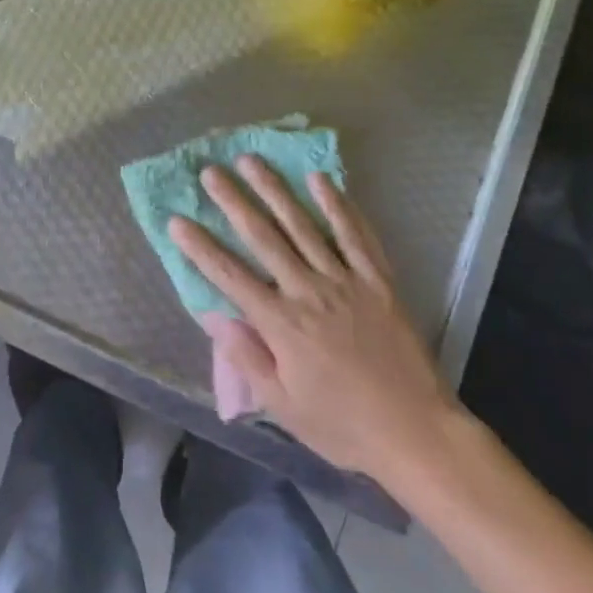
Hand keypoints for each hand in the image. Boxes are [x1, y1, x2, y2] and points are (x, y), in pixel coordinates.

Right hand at [168, 158, 462, 482]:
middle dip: (233, 202)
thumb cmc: (343, 426)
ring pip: (303, 225)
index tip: (177, 220)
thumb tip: (216, 317)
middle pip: (264, 238)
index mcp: (282, 325)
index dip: (201, 248)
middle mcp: (309, 291)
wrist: (415, 431)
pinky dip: (337, 204)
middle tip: (211, 171)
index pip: (230, 276)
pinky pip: (354, 234)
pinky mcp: (377, 279)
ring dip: (275, 190)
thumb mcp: (284, 407)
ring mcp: (345, 280)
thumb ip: (249, 359)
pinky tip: (320, 179)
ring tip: (253, 161)